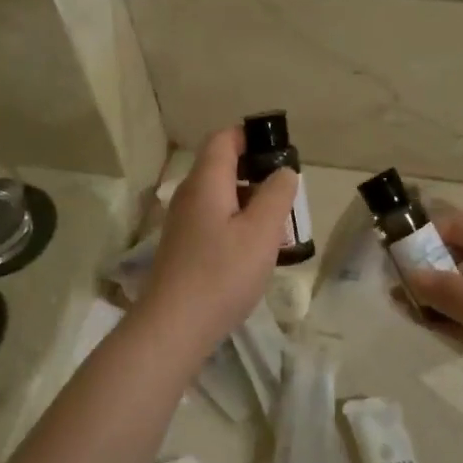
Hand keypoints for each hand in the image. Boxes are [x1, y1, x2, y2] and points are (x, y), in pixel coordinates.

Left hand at [141, 127, 296, 349]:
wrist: (174, 326)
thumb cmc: (222, 274)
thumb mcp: (261, 232)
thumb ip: (277, 195)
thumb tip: (283, 170)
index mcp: (206, 182)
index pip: (224, 139)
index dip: (251, 136)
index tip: (281, 151)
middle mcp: (189, 195)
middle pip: (222, 166)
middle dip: (256, 172)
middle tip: (288, 194)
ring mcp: (182, 223)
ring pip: (220, 197)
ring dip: (250, 201)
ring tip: (278, 224)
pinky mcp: (183, 248)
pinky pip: (214, 220)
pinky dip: (237, 223)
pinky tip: (255, 250)